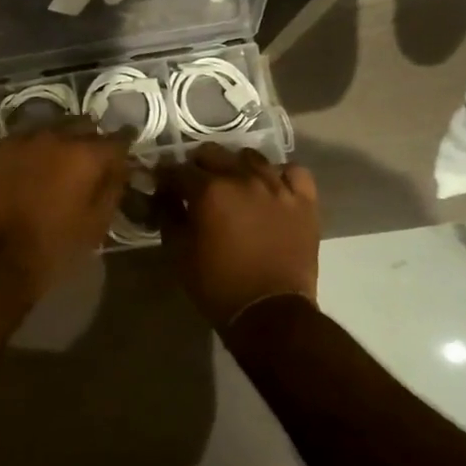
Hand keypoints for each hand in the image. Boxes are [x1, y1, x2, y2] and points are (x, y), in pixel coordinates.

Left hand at [0, 126, 129, 300]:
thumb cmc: (54, 246)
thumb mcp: (96, 224)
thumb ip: (113, 188)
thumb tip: (120, 167)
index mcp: (84, 155)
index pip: (116, 139)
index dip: (123, 146)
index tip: (124, 153)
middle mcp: (52, 136)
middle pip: (79, 126)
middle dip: (87, 140)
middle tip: (86, 162)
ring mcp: (17, 140)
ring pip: (44, 131)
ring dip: (52, 145)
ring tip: (50, 166)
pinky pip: (14, 145)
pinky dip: (22, 156)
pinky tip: (19, 174)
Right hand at [157, 143, 318, 327]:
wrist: (270, 312)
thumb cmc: (217, 284)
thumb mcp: (178, 252)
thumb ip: (168, 215)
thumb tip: (163, 195)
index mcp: (209, 191)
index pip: (178, 169)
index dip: (165, 176)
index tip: (162, 185)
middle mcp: (243, 178)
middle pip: (213, 153)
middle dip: (197, 166)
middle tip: (194, 185)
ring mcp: (277, 187)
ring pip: (251, 157)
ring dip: (236, 167)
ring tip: (233, 184)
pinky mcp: (304, 201)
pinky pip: (293, 172)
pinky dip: (279, 175)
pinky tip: (271, 186)